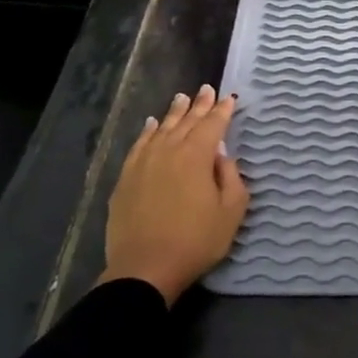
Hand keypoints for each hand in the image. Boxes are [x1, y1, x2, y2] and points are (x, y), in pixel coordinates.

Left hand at [101, 85, 248, 304]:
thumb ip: (231, 178)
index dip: (222, 111)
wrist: (145, 268)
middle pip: (186, 122)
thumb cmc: (196, 241)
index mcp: (196, 156)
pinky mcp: (126, 178)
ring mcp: (143, 163)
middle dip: (199, 105)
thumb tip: (222, 156)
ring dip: (174, 113)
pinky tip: (152, 125)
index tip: (230, 98)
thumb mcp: (231, 212)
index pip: (213, 125)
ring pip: (162, 129)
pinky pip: (139, 145)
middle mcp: (168, 151)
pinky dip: (148, 132)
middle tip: (207, 89)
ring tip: (182, 98)